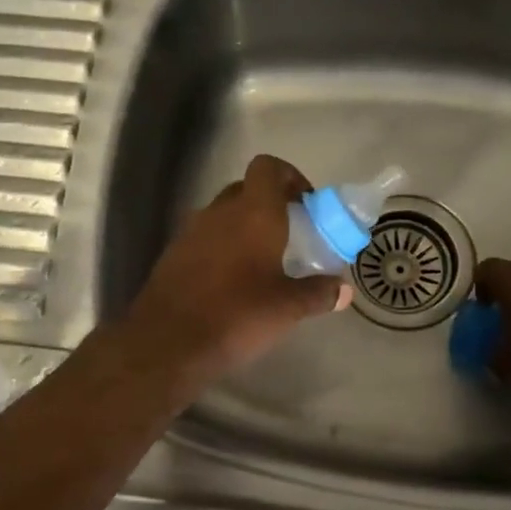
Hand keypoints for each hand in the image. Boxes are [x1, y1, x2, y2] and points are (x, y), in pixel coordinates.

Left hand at [126, 155, 352, 378]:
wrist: (167, 342)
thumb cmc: (236, 315)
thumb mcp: (287, 308)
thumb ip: (318, 294)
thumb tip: (343, 291)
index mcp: (253, 213)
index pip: (268, 167)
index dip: (289, 177)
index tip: (306, 203)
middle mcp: (220, 212)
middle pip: (247, 189)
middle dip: (270, 203)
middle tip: (291, 233)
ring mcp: (191, 231)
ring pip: (224, 214)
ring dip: (244, 226)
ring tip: (264, 260)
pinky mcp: (173, 254)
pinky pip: (205, 238)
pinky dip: (223, 247)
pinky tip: (234, 281)